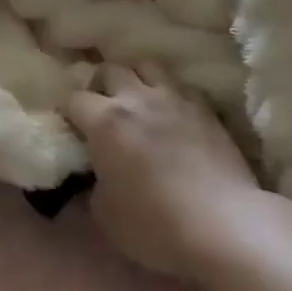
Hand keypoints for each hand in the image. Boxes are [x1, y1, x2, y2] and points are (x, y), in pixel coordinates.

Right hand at [64, 65, 259, 279]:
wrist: (223, 225)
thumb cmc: (155, 224)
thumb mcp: (105, 214)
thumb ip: (94, 184)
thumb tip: (98, 174)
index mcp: (104, 121)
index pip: (73, 98)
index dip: (67, 110)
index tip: (70, 126)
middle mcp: (136, 99)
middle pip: (109, 70)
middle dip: (99, 84)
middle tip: (100, 106)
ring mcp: (174, 99)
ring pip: (146, 65)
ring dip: (135, 78)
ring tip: (136, 98)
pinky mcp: (206, 109)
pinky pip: (181, 86)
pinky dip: (170, 92)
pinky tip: (172, 111)